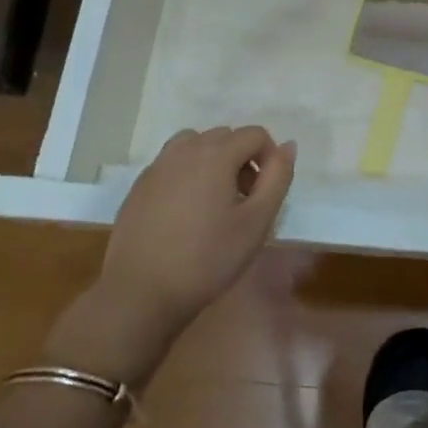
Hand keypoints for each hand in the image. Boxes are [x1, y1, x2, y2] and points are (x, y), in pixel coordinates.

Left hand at [47, 127, 295, 383]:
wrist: (140, 293)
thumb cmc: (207, 258)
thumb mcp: (257, 221)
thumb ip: (278, 177)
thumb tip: (288, 145)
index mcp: (216, 153)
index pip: (255, 134)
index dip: (269, 158)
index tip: (266, 193)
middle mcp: (185, 149)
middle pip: (225, 136)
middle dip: (242, 159)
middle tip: (245, 200)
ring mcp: (157, 166)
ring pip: (195, 145)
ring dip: (213, 161)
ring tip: (215, 201)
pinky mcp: (139, 186)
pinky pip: (172, 164)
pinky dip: (188, 174)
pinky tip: (186, 213)